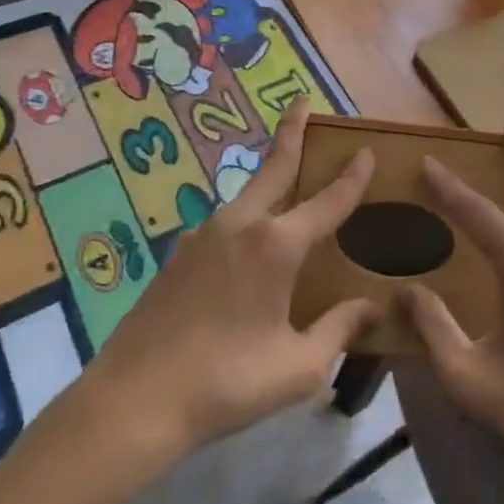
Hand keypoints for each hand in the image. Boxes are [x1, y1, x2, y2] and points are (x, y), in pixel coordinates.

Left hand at [75, 98, 378, 462]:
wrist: (133, 401)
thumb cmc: (226, 383)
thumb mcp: (297, 367)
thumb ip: (338, 330)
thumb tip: (370, 307)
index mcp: (276, 246)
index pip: (327, 202)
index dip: (351, 177)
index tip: (365, 150)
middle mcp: (240, 226)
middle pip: (274, 168)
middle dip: (291, 131)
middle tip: (301, 102)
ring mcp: (203, 236)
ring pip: (247, 196)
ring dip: (269, 179)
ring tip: (287, 181)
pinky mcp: (178, 255)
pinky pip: (224, 226)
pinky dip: (246, 219)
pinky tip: (247, 249)